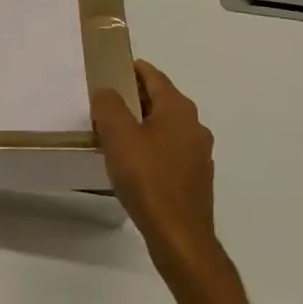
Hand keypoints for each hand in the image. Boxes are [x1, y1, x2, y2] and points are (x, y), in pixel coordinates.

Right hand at [92, 59, 220, 273]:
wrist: (179, 235)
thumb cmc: (147, 178)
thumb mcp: (118, 135)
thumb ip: (109, 105)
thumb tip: (107, 92)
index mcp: (179, 110)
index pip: (154, 76)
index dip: (132, 69)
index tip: (110, 68)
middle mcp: (195, 126)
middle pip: (160, 100)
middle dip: (133, 97)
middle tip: (104, 100)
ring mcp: (198, 154)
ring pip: (164, 127)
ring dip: (141, 124)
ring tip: (112, 131)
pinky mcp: (194, 178)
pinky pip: (168, 150)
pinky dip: (149, 146)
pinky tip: (131, 161)